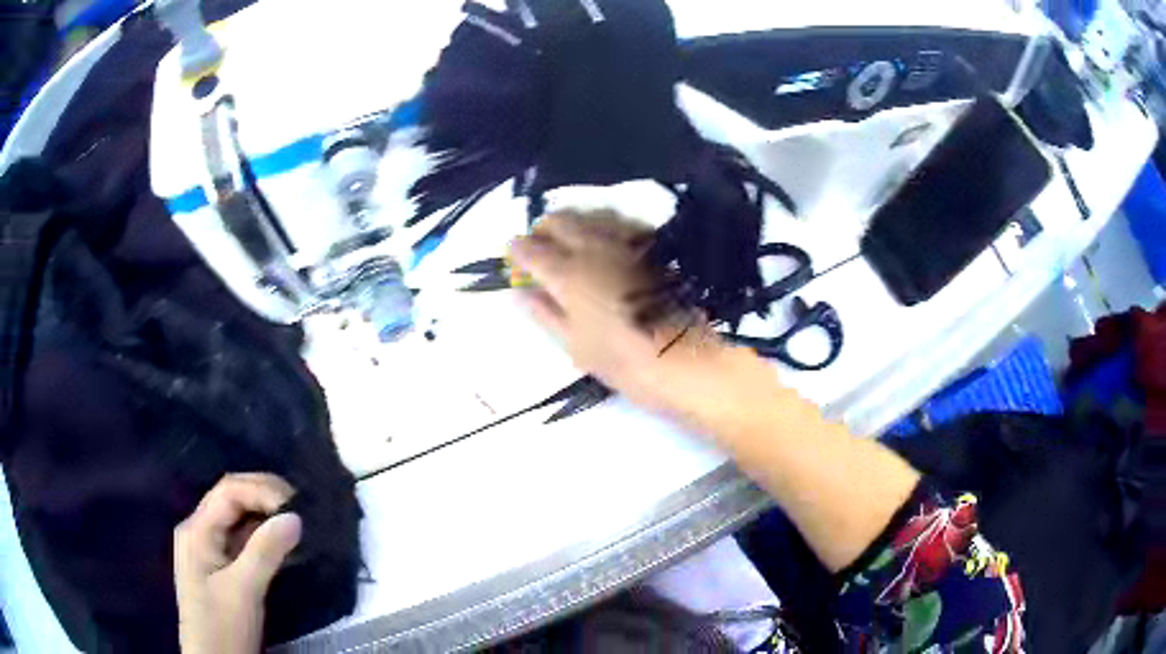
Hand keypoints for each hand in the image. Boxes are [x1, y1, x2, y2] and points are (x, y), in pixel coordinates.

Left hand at [175, 474, 301, 653]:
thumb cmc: (222, 625)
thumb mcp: (243, 590)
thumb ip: (265, 552)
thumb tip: (295, 517)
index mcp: (197, 530)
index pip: (229, 491)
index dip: (262, 490)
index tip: (297, 507)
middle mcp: (200, 531)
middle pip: (232, 499)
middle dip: (265, 498)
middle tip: (302, 509)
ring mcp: (210, 550)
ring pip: (239, 520)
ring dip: (267, 517)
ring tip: (298, 523)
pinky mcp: (222, 567)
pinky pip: (243, 541)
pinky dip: (264, 537)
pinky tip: (284, 544)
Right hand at [509, 210, 737, 423]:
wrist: (686, 359)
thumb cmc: (622, 361)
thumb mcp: (574, 345)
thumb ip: (543, 312)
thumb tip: (519, 291)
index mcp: (568, 275)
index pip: (531, 249)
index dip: (517, 249)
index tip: (512, 254)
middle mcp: (594, 248)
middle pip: (559, 220)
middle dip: (542, 228)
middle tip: (539, 245)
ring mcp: (626, 242)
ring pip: (590, 212)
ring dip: (572, 220)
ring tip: (569, 238)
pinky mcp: (652, 245)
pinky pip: (621, 220)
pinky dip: (604, 223)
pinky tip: (606, 239)